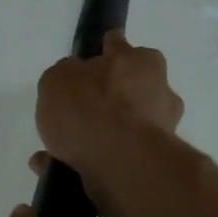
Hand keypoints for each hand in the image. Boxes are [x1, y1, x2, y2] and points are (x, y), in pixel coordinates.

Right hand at [35, 31, 183, 216]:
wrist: (119, 163)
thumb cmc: (90, 108)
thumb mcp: (58, 79)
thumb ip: (66, 77)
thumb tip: (75, 84)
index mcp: (142, 62)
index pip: (120, 46)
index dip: (104, 51)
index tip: (94, 59)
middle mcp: (160, 93)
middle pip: (130, 90)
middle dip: (107, 100)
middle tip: (76, 112)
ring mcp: (161, 132)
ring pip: (124, 129)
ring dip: (97, 138)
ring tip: (56, 151)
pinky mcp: (153, 165)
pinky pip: (115, 160)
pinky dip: (90, 164)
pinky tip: (59, 170)